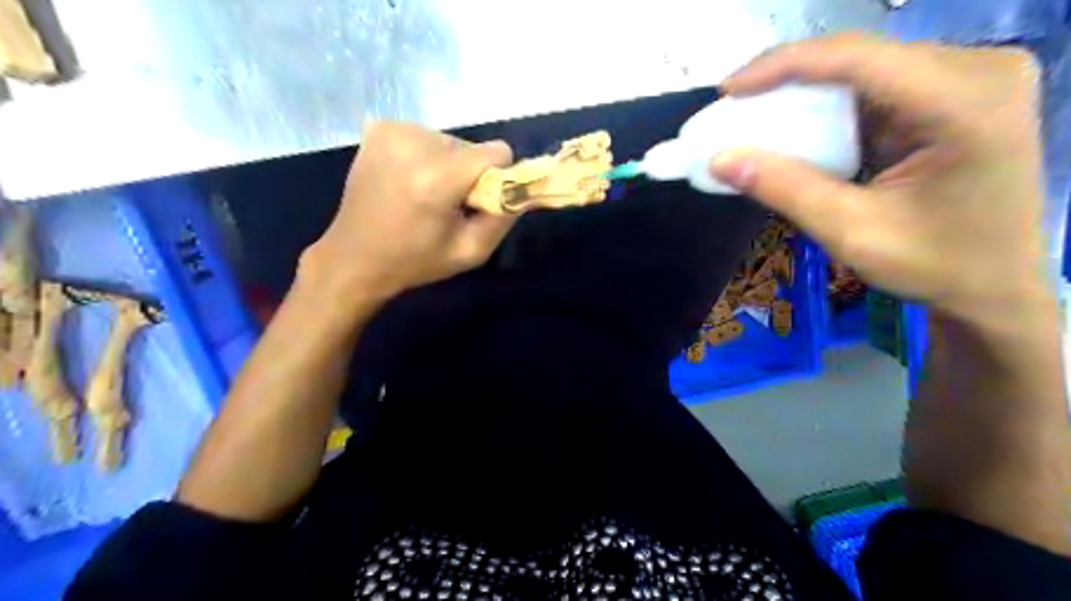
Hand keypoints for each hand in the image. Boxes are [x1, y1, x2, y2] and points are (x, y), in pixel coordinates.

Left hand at [301, 119, 518, 302]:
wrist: (354, 257)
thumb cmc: (415, 261)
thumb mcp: (471, 252)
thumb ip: (504, 216)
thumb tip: (523, 187)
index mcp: (437, 178)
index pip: (496, 151)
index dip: (496, 177)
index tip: (478, 201)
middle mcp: (414, 143)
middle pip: (471, 147)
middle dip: (468, 173)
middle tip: (446, 205)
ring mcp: (392, 131)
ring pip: (449, 141)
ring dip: (447, 165)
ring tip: (424, 195)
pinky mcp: (379, 129)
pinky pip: (425, 137)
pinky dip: (425, 157)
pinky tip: (407, 181)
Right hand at [709, 33, 1047, 322]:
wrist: (994, 286)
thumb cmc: (934, 265)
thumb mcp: (851, 232)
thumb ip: (785, 189)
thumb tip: (721, 160)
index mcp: (964, 101)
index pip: (858, 58)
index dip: (785, 65)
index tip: (728, 90)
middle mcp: (976, 71)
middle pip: (861, 57)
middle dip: (790, 79)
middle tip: (735, 106)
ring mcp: (968, 80)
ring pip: (864, 69)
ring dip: (806, 93)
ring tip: (756, 117)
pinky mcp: (952, 96)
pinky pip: (875, 88)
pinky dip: (829, 107)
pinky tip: (798, 126)